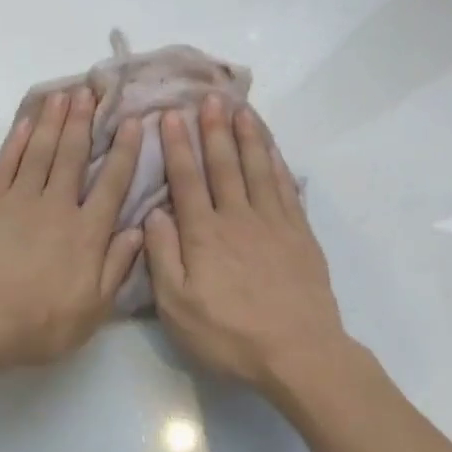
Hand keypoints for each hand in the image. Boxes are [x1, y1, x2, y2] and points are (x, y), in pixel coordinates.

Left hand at [0, 88, 144, 375]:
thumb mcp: (92, 310)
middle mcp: (56, 206)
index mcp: (86, 233)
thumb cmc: (37, 324)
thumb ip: (117, 267)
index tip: (132, 122)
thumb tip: (138, 229)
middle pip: (73, 155)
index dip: (123, 151)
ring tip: (63, 94)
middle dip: (84, 121)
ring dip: (53, 121)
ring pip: (40, 151)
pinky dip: (16, 141)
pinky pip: (5, 163)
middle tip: (91, 89)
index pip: (111, 184)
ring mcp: (18, 200)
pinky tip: (25, 123)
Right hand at [144, 96, 349, 391]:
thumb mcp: (178, 307)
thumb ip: (162, 257)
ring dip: (247, 137)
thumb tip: (152, 214)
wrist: (298, 353)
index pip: (187, 179)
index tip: (168, 116)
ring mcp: (273, 223)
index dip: (177, 146)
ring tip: (241, 108)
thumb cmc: (230, 335)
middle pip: (224, 165)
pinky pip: (287, 188)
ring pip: (258, 169)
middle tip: (208, 98)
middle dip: (213, 129)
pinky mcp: (300, 235)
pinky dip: (278, 163)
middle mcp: (238, 218)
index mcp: (204, 234)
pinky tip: (272, 149)